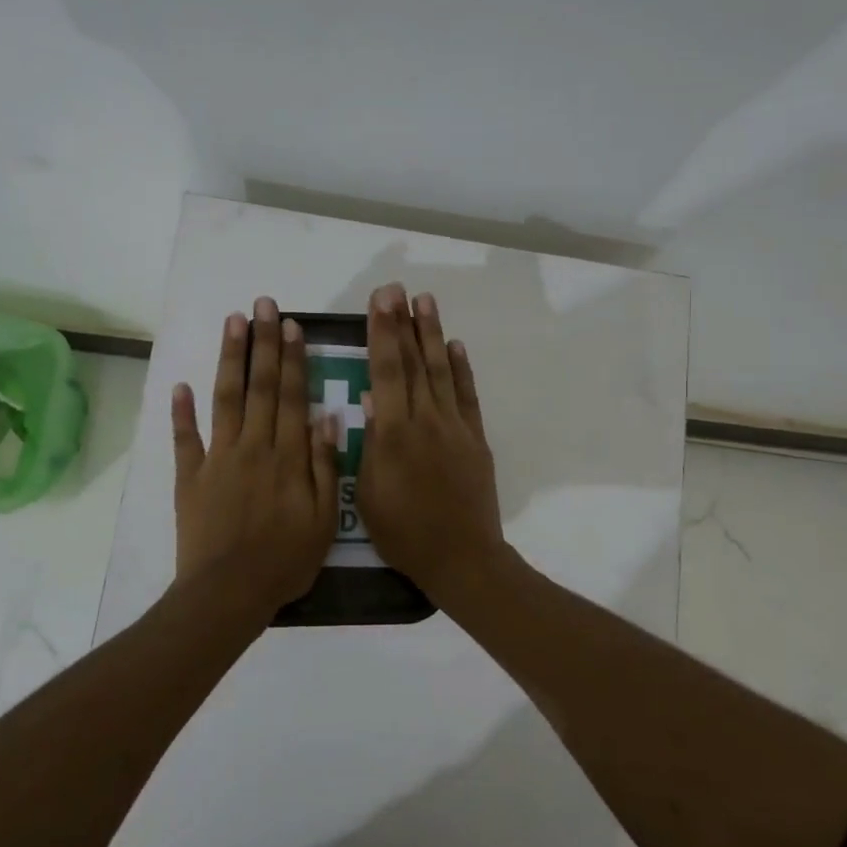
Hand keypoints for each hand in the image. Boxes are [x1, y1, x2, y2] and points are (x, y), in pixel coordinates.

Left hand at [172, 297, 340, 617]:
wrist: (229, 592)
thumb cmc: (285, 560)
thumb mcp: (324, 519)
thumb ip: (325, 466)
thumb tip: (327, 418)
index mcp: (288, 456)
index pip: (293, 396)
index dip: (292, 359)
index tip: (290, 325)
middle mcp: (253, 446)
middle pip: (260, 387)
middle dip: (261, 343)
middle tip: (261, 305)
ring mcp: (218, 459)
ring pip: (225, 399)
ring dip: (228, 359)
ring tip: (231, 322)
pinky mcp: (190, 477)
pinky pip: (185, 439)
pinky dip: (180, 412)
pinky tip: (180, 385)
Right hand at [356, 284, 505, 602]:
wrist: (462, 557)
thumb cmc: (405, 533)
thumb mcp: (369, 496)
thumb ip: (370, 444)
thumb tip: (370, 399)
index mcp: (394, 434)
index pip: (386, 372)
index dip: (382, 333)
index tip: (379, 301)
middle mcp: (426, 420)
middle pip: (413, 363)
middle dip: (403, 323)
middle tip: (396, 288)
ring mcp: (456, 427)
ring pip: (441, 371)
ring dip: (432, 334)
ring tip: (425, 301)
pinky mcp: (476, 439)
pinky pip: (467, 396)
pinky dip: (461, 370)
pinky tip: (455, 346)